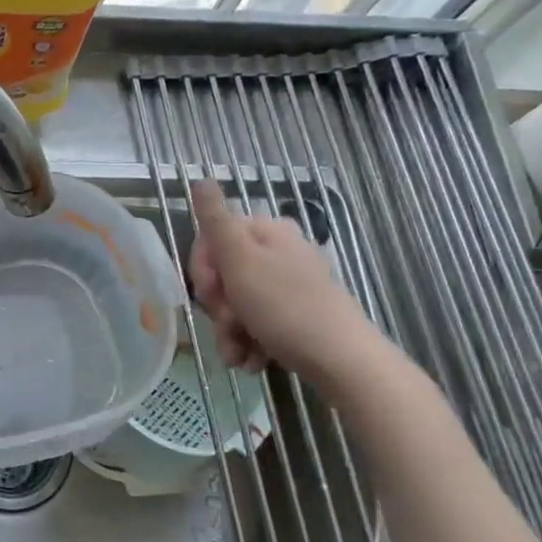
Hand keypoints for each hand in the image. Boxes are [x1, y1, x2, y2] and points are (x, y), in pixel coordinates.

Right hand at [187, 181, 382, 390]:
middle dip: (217, 308)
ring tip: (237, 355)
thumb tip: (200, 180)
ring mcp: (288, 285)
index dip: (202, 271)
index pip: (211, 241)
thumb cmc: (285, 307)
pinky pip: (256, 323)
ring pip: (236, 305)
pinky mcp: (295, 315)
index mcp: (266, 231)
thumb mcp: (240, 260)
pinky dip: (248, 343)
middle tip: (228, 324)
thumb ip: (216, 220)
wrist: (341, 360)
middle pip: (223, 276)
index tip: (211, 293)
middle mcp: (279, 252)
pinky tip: (252, 361)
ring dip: (228, 332)